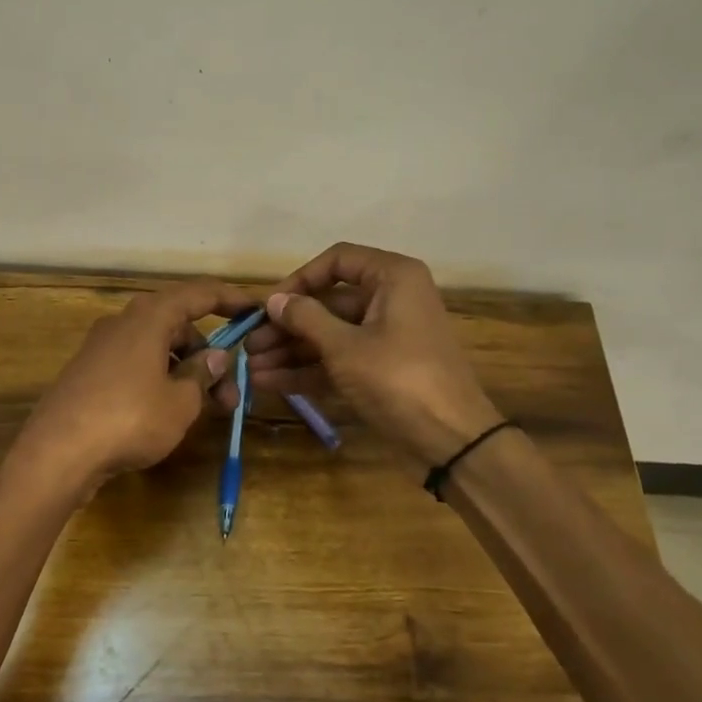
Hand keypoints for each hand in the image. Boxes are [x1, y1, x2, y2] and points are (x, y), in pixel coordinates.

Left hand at [14, 277, 254, 491]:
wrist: (57, 453)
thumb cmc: (129, 419)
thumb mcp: (180, 402)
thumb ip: (202, 374)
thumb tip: (216, 356)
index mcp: (149, 318)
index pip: (197, 294)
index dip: (229, 299)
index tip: (254, 310)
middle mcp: (123, 323)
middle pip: (177, 325)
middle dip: (209, 355)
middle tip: (230, 393)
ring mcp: (102, 348)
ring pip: (156, 348)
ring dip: (185, 371)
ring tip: (205, 410)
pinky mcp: (89, 373)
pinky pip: (136, 365)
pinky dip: (160, 379)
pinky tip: (169, 411)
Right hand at [245, 243, 501, 469]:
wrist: (451, 439)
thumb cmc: (398, 378)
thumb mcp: (345, 346)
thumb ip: (305, 319)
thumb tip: (274, 300)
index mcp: (393, 278)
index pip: (338, 261)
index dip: (300, 279)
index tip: (270, 305)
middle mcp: (391, 300)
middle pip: (329, 303)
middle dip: (288, 325)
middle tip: (250, 344)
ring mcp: (386, 337)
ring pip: (330, 335)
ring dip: (292, 351)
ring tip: (252, 368)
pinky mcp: (381, 370)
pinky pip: (339, 360)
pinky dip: (308, 370)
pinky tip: (271, 382)